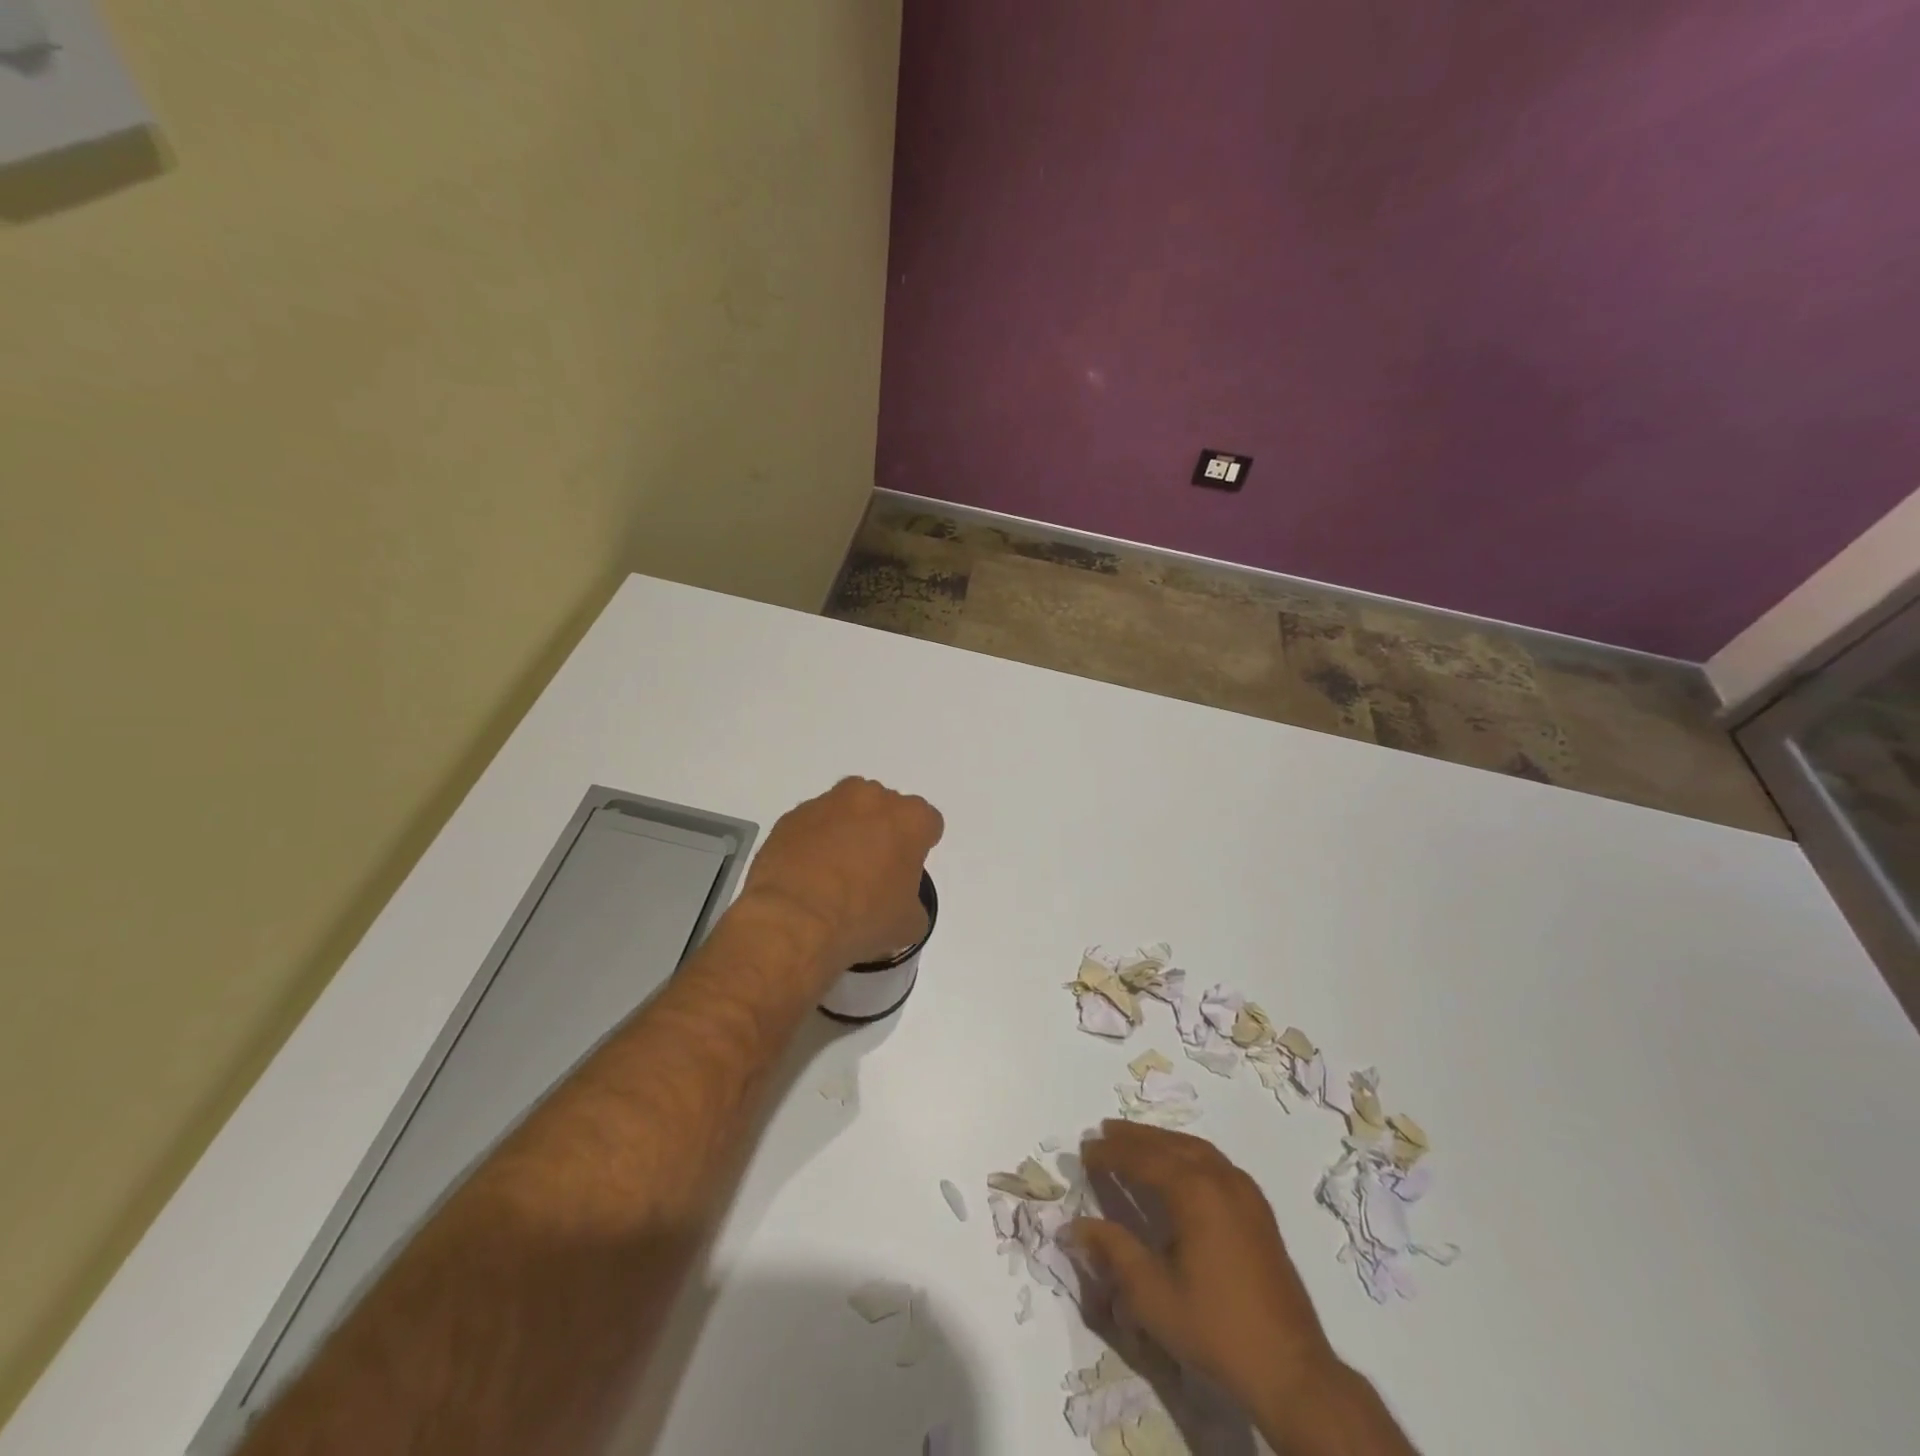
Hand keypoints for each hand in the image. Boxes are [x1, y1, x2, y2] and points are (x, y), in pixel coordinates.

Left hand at [737, 777, 943, 984]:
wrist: (793, 920)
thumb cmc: (862, 918)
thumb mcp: (908, 925)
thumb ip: (912, 902)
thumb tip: (897, 902)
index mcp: (909, 819)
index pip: (927, 823)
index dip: (919, 847)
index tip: (907, 871)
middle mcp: (871, 799)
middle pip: (885, 809)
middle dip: (882, 832)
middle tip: (871, 871)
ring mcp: (827, 802)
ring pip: (846, 810)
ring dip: (846, 831)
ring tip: (834, 872)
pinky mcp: (792, 815)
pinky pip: (812, 824)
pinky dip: (813, 841)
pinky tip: (807, 874)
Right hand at [1071, 1121, 1342, 1436]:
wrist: (1290, 1368)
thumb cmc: (1215, 1328)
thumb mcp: (1153, 1295)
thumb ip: (1113, 1252)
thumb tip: (1075, 1225)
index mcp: (1193, 1191)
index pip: (1142, 1159)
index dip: (1110, 1153)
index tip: (1084, 1149)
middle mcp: (1220, 1178)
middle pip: (1169, 1145)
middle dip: (1134, 1137)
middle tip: (1104, 1131)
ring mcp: (1244, 1191)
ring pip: (1195, 1149)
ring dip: (1161, 1141)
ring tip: (1135, 1141)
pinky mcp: (1258, 1209)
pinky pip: (1216, 1162)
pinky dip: (1188, 1153)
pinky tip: (1181, 1166)